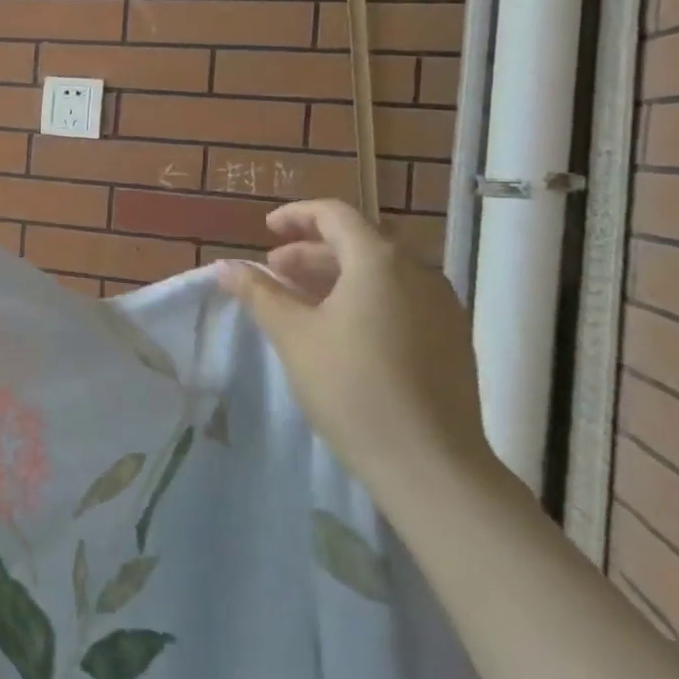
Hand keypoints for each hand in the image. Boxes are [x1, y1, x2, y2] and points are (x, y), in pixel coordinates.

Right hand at [218, 200, 494, 500]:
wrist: (431, 464)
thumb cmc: (352, 387)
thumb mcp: (293, 335)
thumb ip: (259, 293)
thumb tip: (225, 267)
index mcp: (379, 261)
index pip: (335, 214)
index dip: (296, 216)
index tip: (266, 230)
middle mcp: (418, 272)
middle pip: (360, 240)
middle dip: (312, 249)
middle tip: (275, 271)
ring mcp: (443, 306)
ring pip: (382, 271)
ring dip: (338, 273)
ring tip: (300, 299)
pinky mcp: (452, 338)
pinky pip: (401, 297)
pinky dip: (365, 295)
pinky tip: (341, 328)